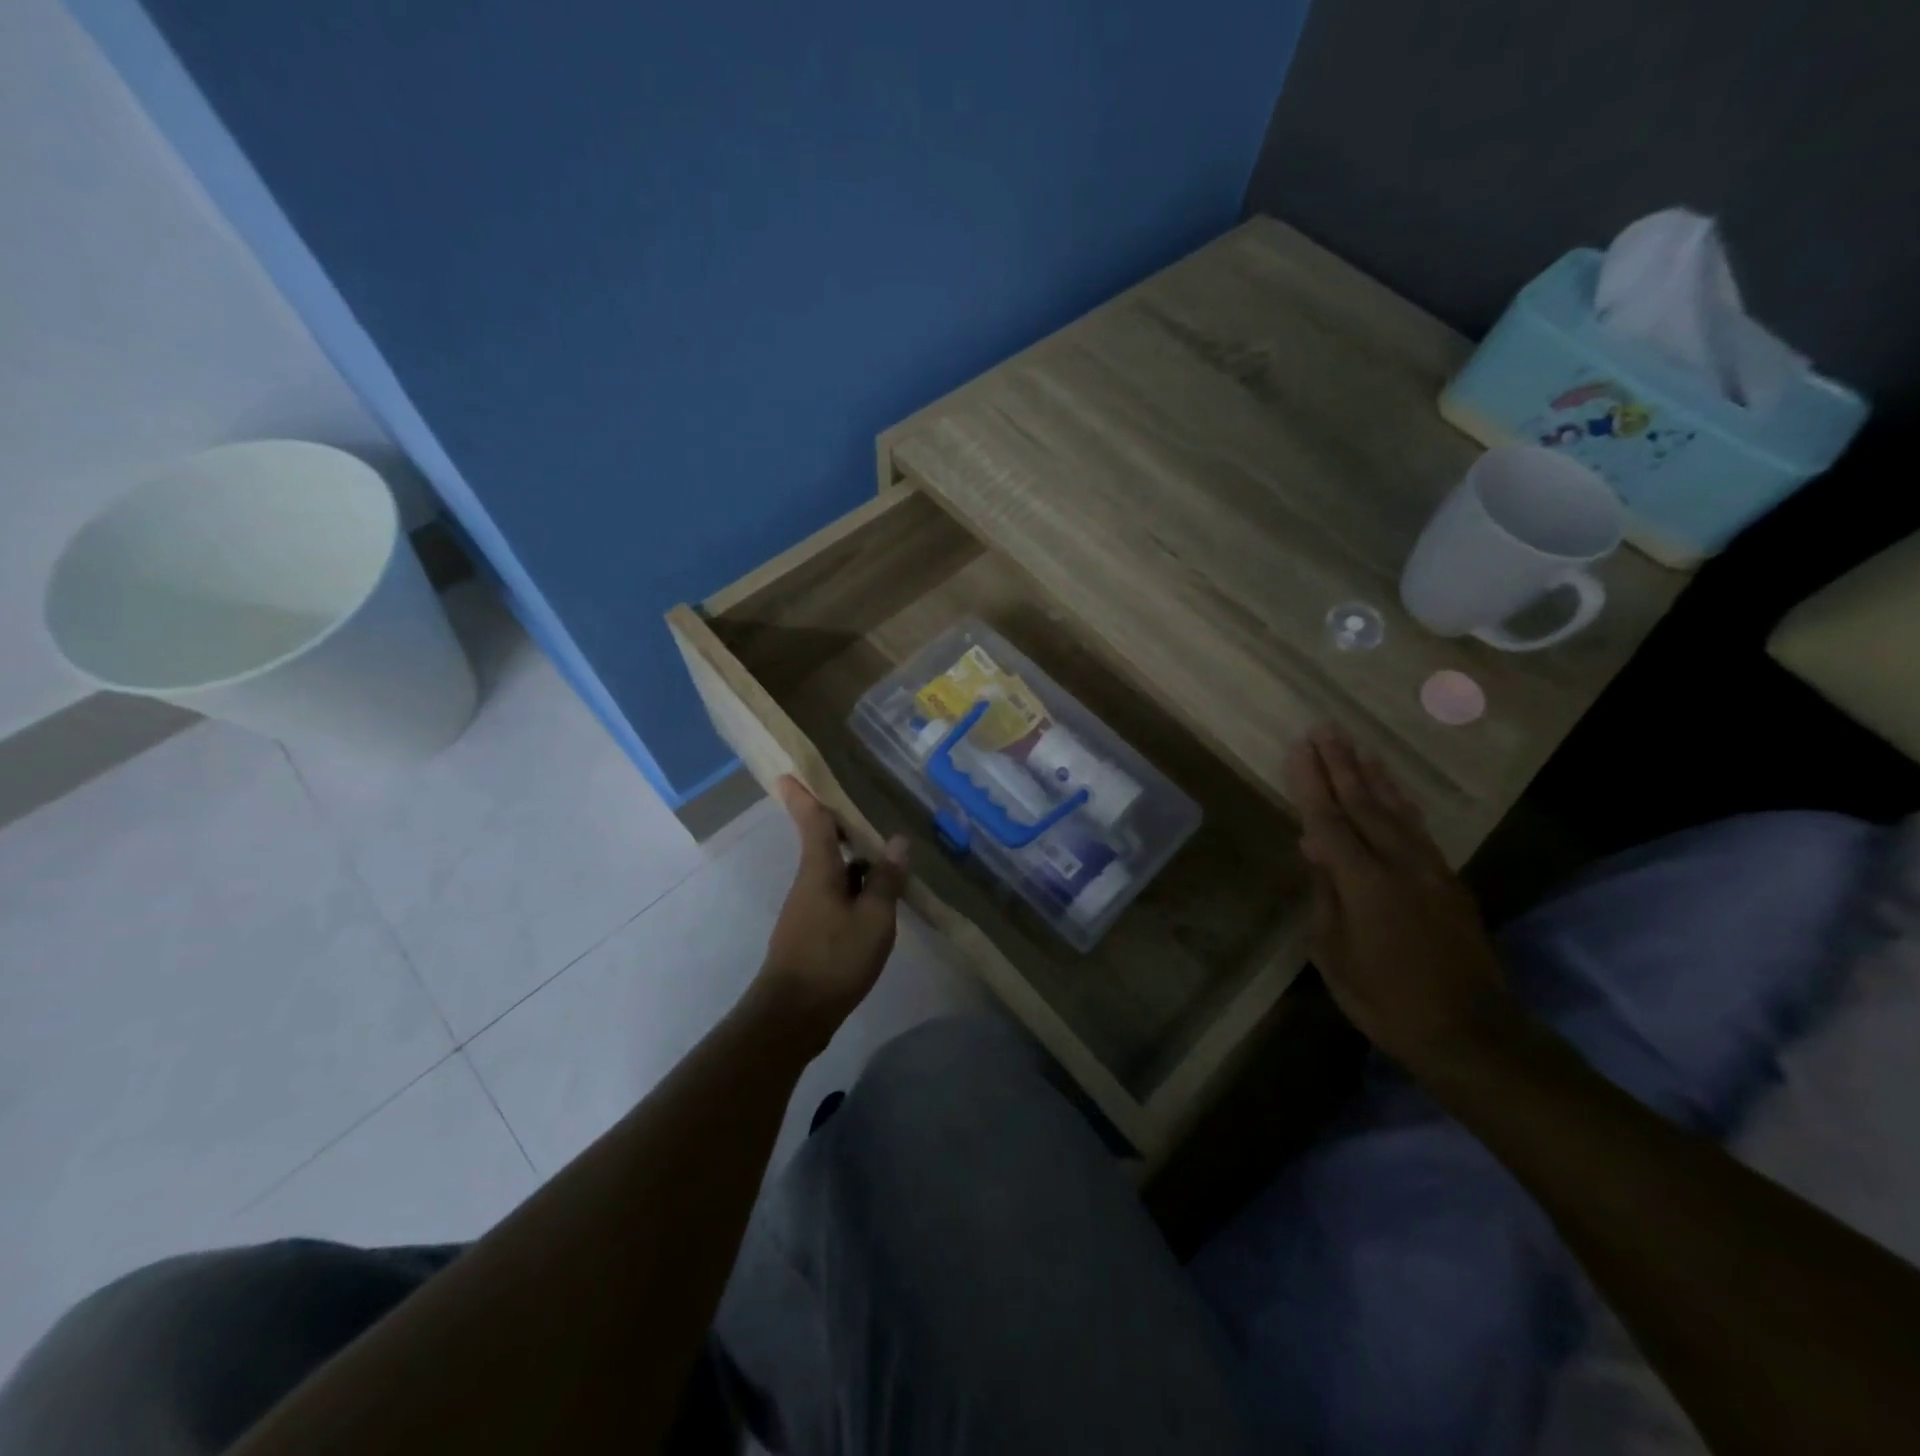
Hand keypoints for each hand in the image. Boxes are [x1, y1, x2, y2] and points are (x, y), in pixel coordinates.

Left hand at [754, 777, 908, 1043]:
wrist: (793, 1016)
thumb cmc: (834, 959)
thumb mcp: (873, 919)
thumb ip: (886, 880)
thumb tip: (897, 841)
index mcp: (819, 871)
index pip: (811, 822)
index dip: (804, 796)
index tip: (789, 773)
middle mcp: (808, 883)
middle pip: (823, 844)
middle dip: (840, 826)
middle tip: (864, 809)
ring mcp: (807, 909)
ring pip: (832, 872)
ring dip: (854, 860)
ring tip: (886, 854)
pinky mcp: (810, 932)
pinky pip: (834, 895)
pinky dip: (854, 888)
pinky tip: (877, 899)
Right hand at [1284, 725, 1511, 1071]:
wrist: (1469, 1031)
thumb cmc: (1384, 997)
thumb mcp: (1333, 951)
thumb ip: (1324, 892)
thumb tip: (1313, 847)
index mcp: (1364, 882)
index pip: (1329, 820)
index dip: (1311, 783)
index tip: (1298, 748)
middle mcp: (1400, 865)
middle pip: (1364, 804)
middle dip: (1341, 764)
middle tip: (1325, 729)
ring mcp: (1431, 871)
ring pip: (1397, 811)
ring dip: (1374, 776)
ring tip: (1358, 746)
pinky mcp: (1450, 883)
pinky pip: (1418, 830)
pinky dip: (1401, 804)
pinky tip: (1393, 792)